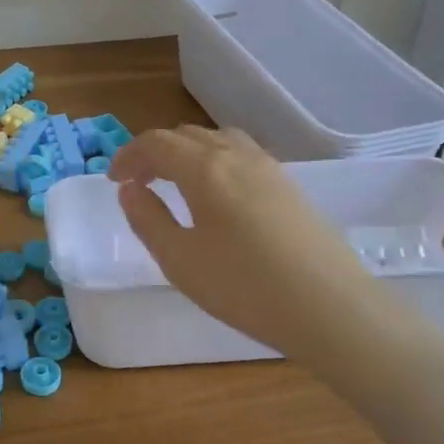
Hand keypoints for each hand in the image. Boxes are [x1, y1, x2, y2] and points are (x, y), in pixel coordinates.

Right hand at [109, 126, 386, 359]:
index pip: (156, 143)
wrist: (330, 308)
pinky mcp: (290, 186)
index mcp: (204, 168)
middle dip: (155, 152)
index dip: (128, 156)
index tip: (113, 181)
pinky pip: (241, 154)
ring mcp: (269, 168)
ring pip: (217, 139)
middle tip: (138, 182)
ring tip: (175, 183)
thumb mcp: (179, 260)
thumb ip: (147, 219)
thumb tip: (129, 190)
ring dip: (187, 152)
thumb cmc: (245, 286)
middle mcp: (237, 155)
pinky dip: (214, 160)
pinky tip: (216, 195)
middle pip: (186, 135)